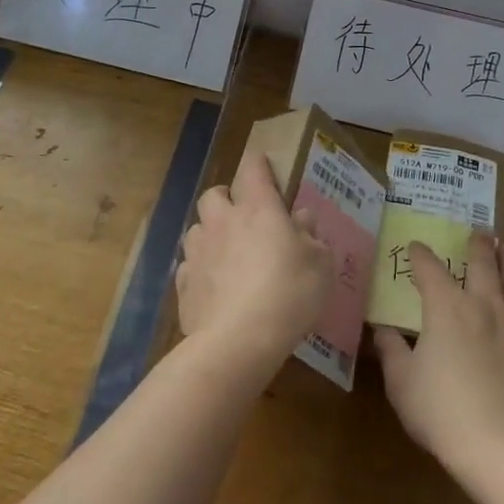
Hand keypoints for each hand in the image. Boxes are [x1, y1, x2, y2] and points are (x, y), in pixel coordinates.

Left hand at [176, 150, 333, 373]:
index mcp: (258, 208)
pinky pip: (189, 265)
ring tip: (227, 254)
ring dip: (211, 233)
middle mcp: (223, 221)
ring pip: (197, 228)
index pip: (252, 167)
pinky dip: (201, 270)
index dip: (258, 163)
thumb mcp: (319, 265)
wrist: (238, 341)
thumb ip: (311, 237)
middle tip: (244, 216)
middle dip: (226, 198)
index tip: (264, 165)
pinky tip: (214, 287)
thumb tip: (302, 218)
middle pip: (214, 194)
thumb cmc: (288, 294)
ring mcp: (198, 252)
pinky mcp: (183, 284)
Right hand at [373, 234, 503, 481]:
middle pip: (481, 262)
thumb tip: (384, 329)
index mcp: (447, 307)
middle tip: (477, 231)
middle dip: (476, 244)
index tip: (415, 246)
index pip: (430, 268)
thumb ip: (392, 350)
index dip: (421, 254)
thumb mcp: (402, 383)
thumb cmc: (443, 412)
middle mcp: (484, 304)